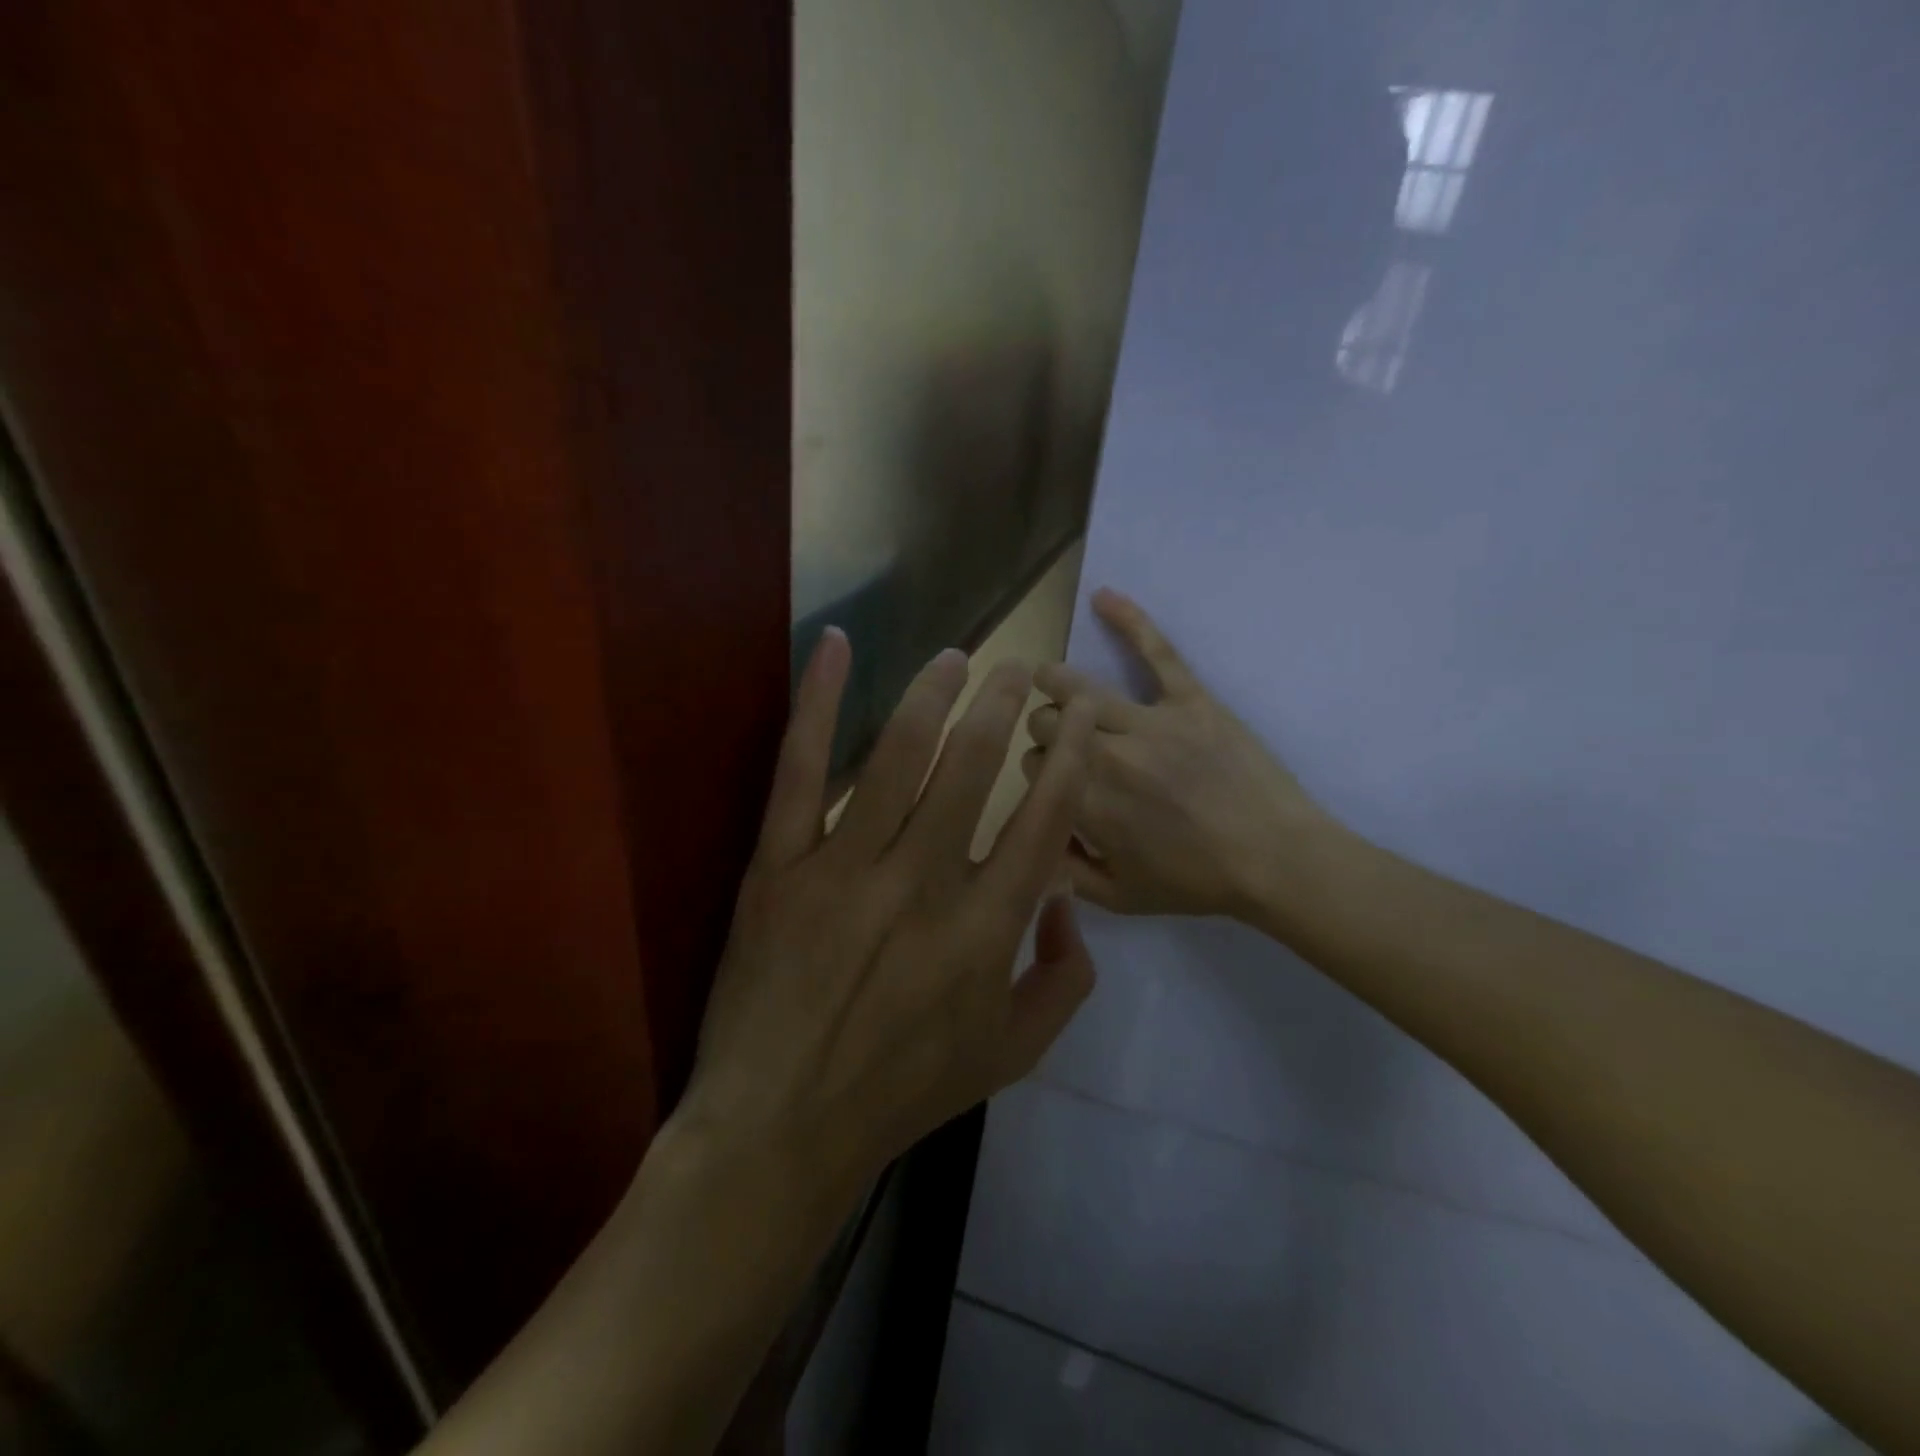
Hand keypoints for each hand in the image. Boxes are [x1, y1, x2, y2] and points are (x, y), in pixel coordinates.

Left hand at [680, 629, 1101, 1197]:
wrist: (782, 1126)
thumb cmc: (903, 1090)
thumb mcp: (1011, 1055)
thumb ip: (1065, 981)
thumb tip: (1070, 907)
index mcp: (985, 928)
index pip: (1044, 820)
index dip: (1069, 760)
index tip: (1079, 719)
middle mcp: (923, 883)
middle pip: (974, 767)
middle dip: (1004, 706)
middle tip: (1019, 669)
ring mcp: (845, 867)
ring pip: (899, 755)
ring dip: (934, 694)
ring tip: (956, 656)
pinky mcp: (780, 865)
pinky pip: (801, 770)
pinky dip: (818, 703)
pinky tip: (835, 646)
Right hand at [1022, 588, 1333, 920]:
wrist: (1274, 860)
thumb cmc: (1195, 883)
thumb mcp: (1117, 897)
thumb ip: (1062, 869)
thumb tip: (1031, 836)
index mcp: (1084, 802)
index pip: (1032, 764)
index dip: (1038, 769)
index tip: (1052, 779)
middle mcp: (1103, 755)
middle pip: (1046, 723)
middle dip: (1042, 730)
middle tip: (1058, 740)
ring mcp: (1148, 720)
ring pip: (1077, 688)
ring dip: (1053, 681)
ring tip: (1043, 677)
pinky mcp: (1189, 698)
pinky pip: (1156, 651)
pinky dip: (1130, 620)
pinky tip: (1103, 596)